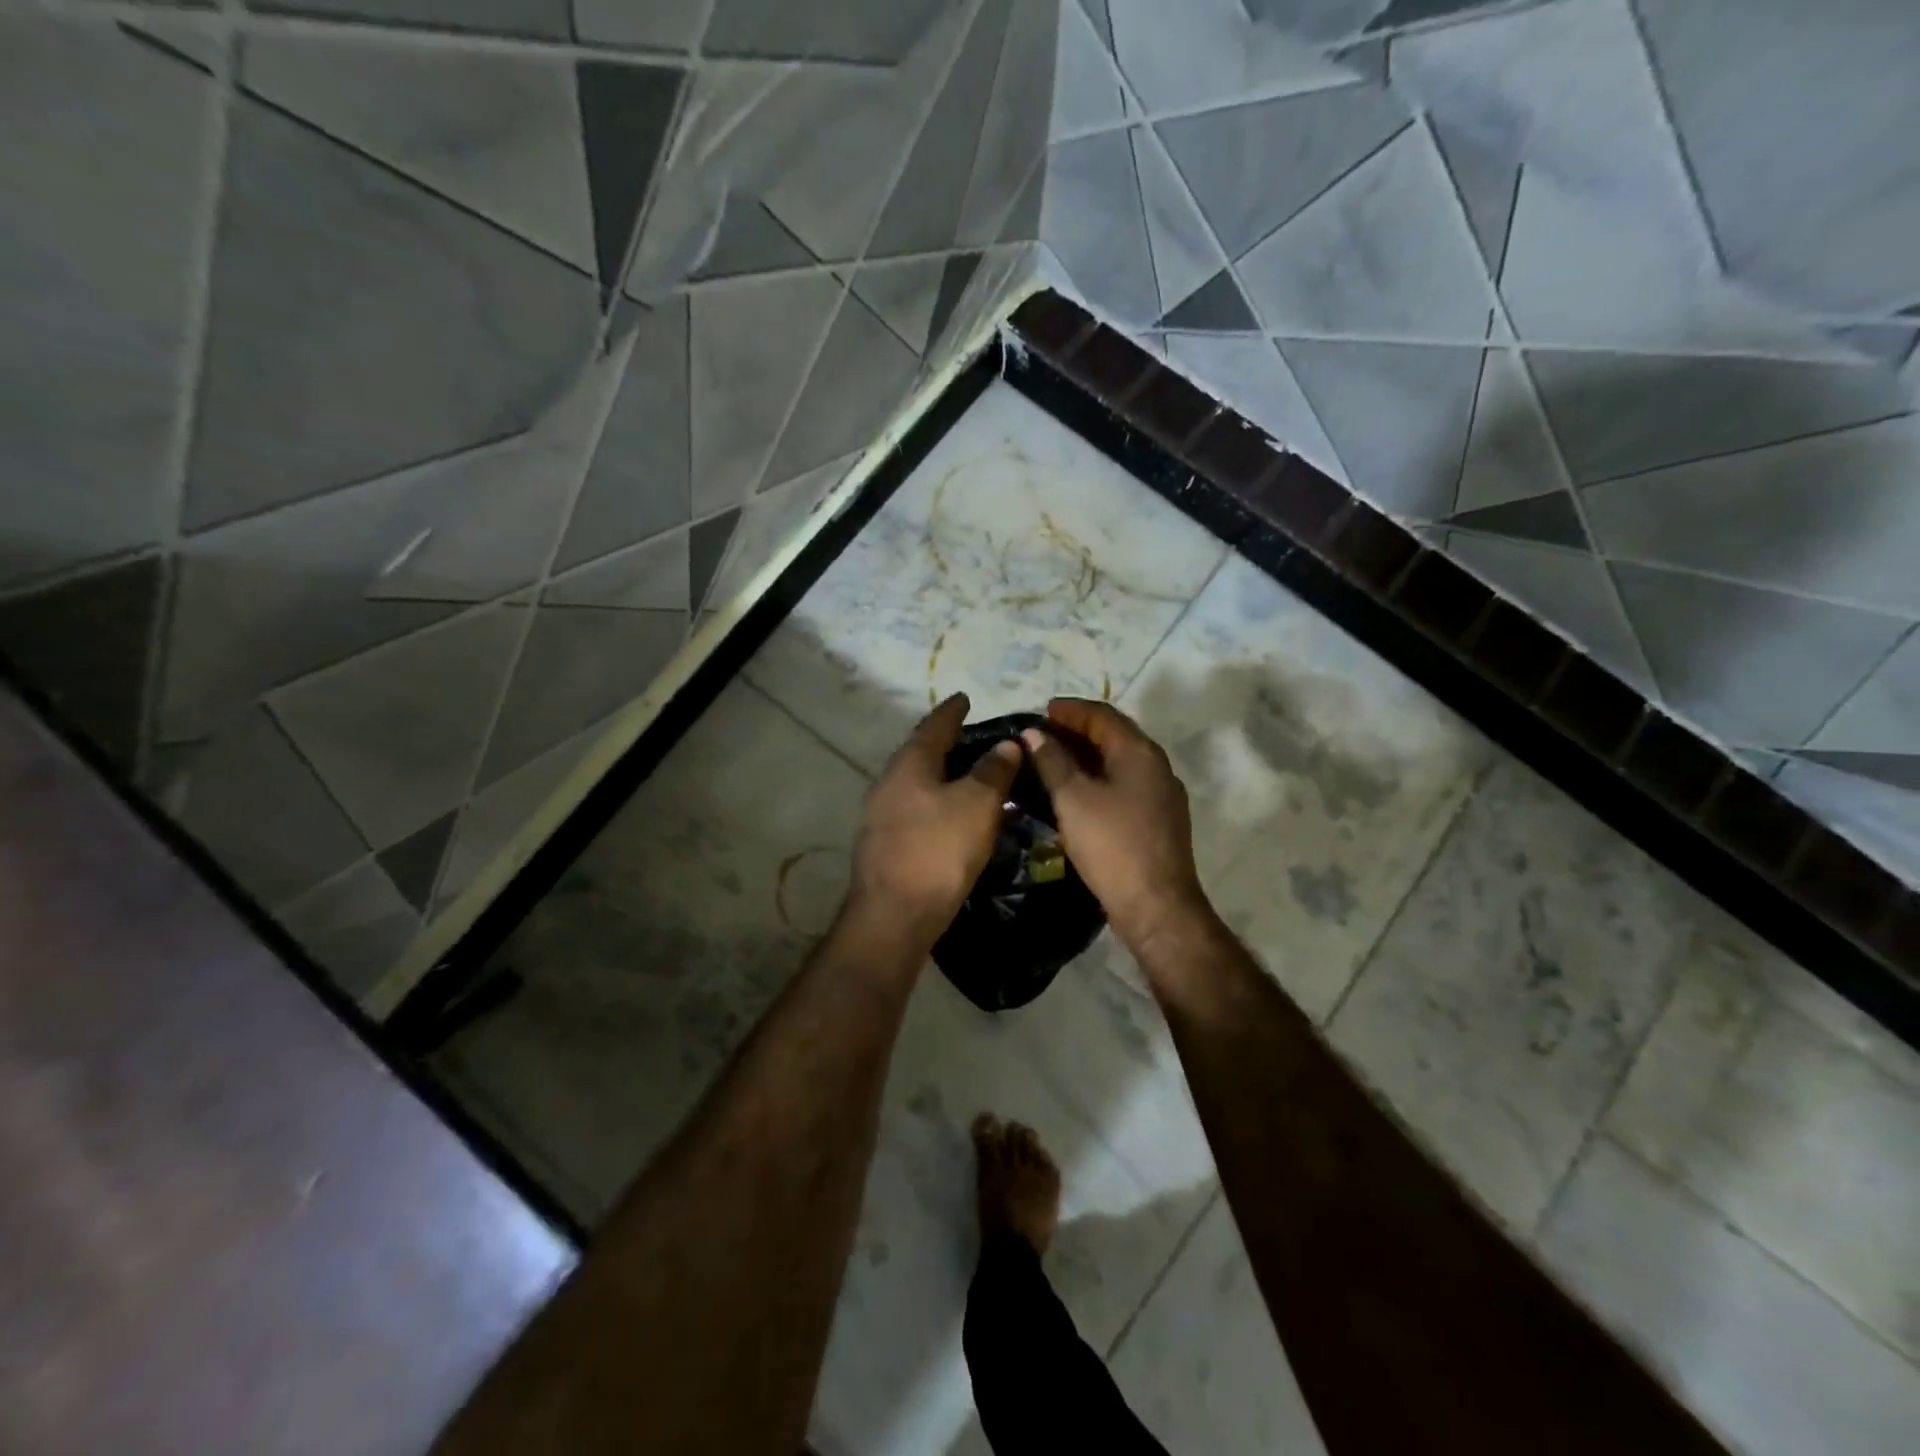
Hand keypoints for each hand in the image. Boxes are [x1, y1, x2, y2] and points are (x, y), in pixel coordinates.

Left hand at [847, 693, 1021, 949]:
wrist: (894, 916)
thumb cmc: (938, 850)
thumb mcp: (976, 805)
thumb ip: (993, 771)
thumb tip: (1006, 744)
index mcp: (910, 764)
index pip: (934, 726)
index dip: (952, 711)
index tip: (965, 698)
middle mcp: (890, 783)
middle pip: (923, 754)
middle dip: (950, 745)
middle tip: (979, 740)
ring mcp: (883, 816)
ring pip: (922, 786)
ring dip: (949, 779)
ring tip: (978, 779)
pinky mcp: (888, 845)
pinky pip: (921, 812)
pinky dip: (944, 806)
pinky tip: (962, 819)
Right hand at [1020, 699, 1214, 959]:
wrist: (1156, 905)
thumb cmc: (1112, 845)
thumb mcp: (1073, 799)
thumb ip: (1052, 761)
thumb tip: (1034, 734)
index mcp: (1139, 752)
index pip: (1103, 715)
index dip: (1071, 710)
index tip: (1042, 710)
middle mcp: (1156, 766)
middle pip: (1114, 736)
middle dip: (1078, 731)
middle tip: (1043, 734)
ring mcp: (1162, 794)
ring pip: (1119, 762)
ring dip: (1087, 756)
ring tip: (1053, 761)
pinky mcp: (1158, 820)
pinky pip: (1124, 785)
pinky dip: (1098, 779)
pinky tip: (1076, 793)